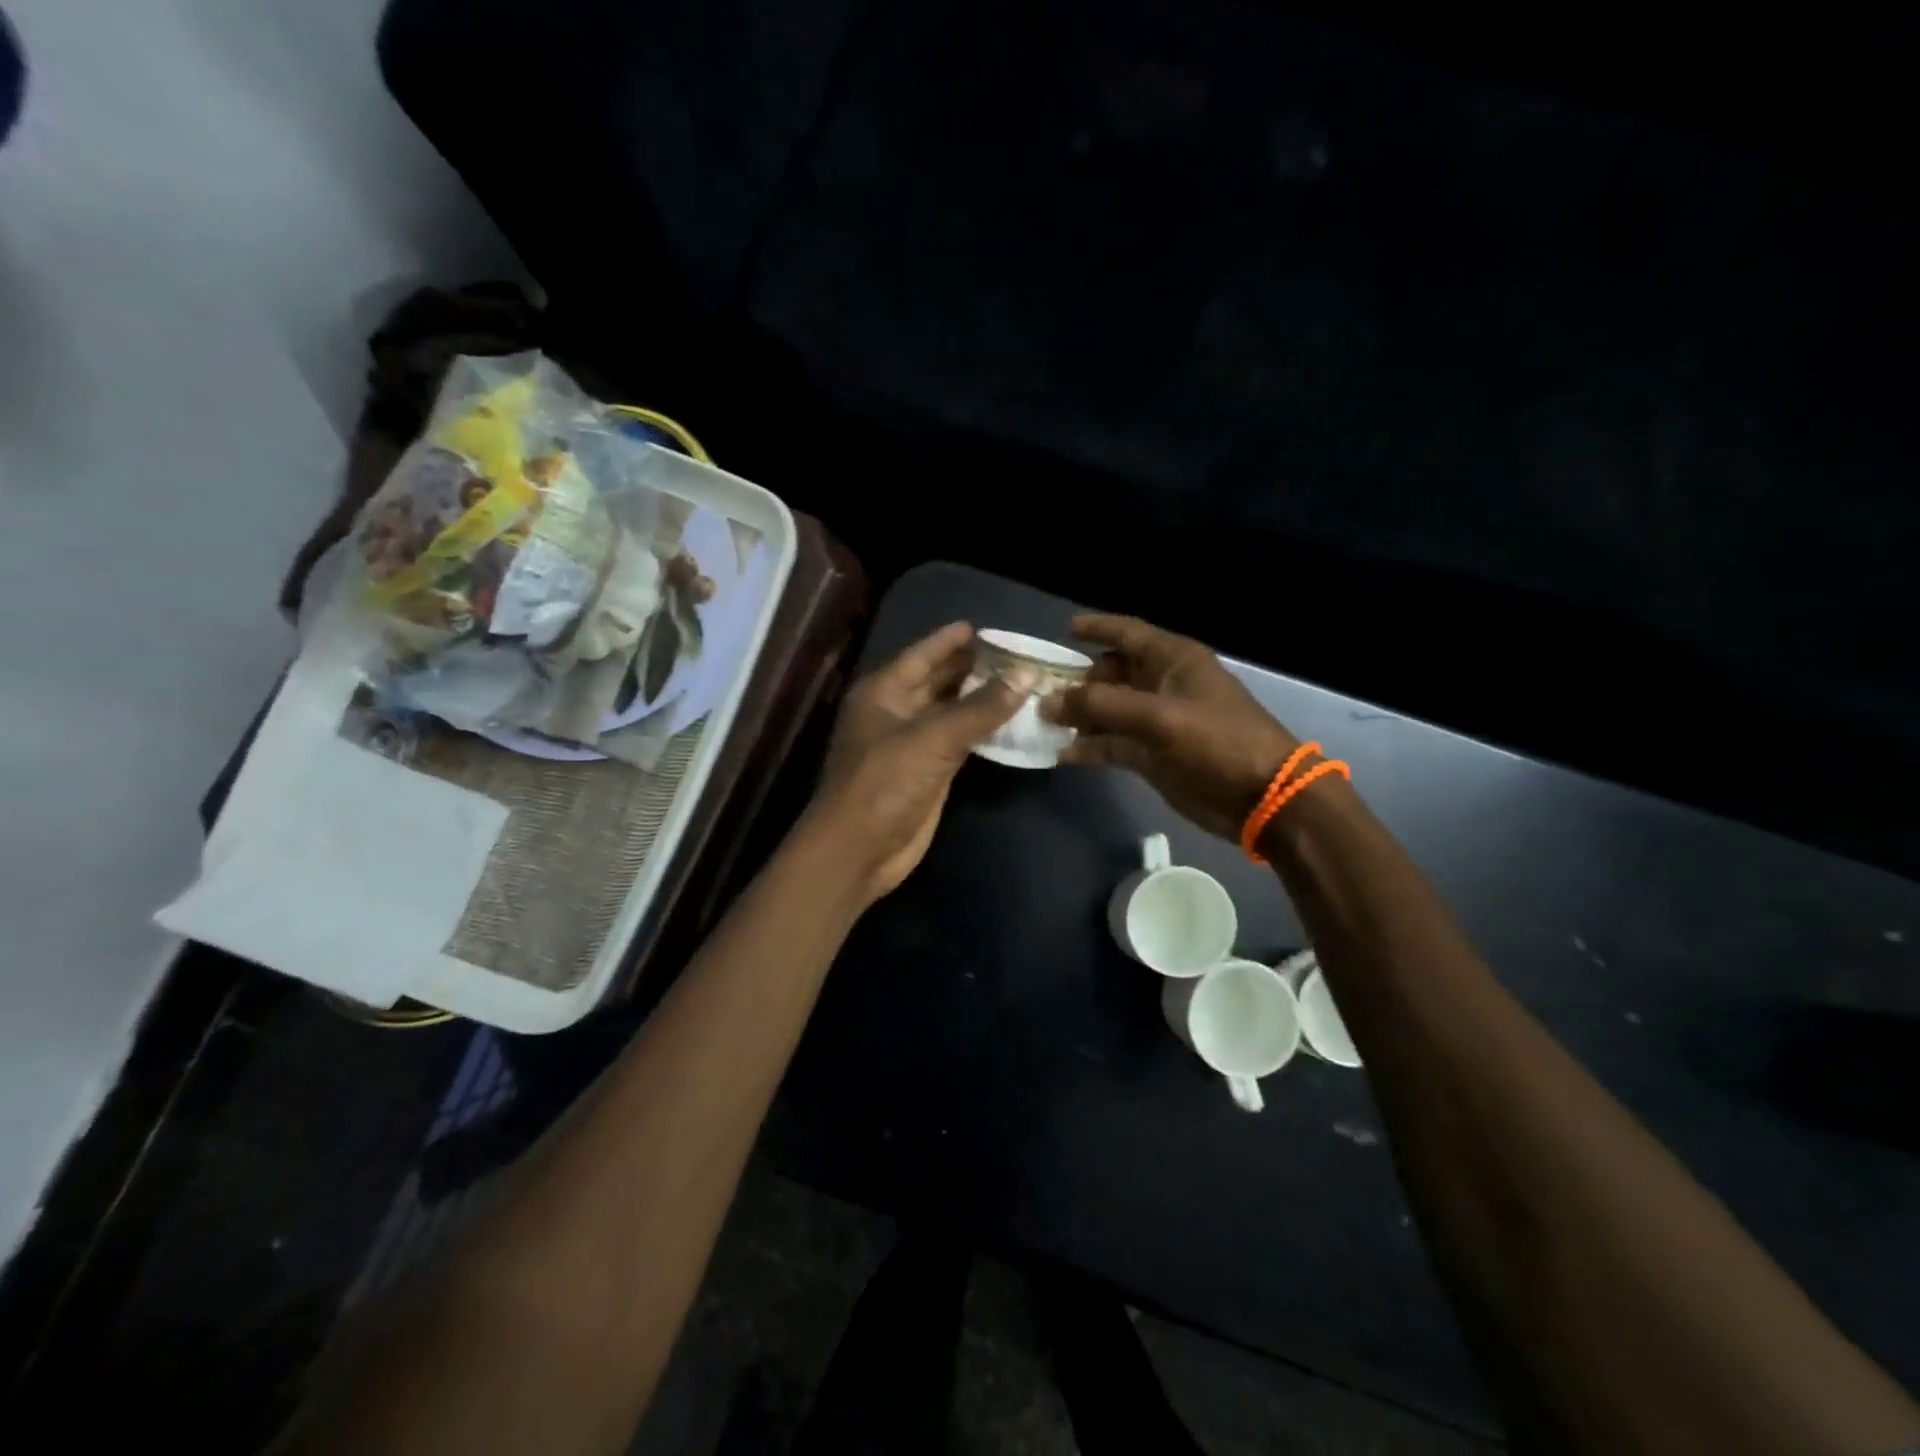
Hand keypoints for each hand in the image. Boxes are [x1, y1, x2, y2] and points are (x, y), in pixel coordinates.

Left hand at [814, 622, 1026, 899]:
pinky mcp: (929, 772)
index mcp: (884, 692)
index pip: (923, 655)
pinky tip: (1012, 721)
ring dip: (982, 699)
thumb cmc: (885, 782)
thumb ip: (981, 707)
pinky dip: (983, 731)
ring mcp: (912, 744)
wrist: (860, 849)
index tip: (985, 627)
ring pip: (952, 712)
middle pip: (939, 680)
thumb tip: (1027, 674)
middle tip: (1017, 654)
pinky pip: (960, 742)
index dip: (952, 640)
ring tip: (1023, 681)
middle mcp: (896, 712)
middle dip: (973, 667)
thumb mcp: (933, 738)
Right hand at [1046, 614, 1300, 840]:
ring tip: (1041, 722)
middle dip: (1078, 680)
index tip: (1063, 630)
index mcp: (1173, 661)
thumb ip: (1102, 706)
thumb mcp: (1159, 717)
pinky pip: (1113, 744)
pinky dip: (1090, 747)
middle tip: (1040, 691)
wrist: (1260, 796)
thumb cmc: (1217, 741)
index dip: (1098, 628)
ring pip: (1109, 711)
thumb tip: (1049, 702)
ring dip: (1079, 716)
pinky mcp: (1152, 755)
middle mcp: (1162, 685)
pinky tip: (1062, 754)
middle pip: (1112, 673)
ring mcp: (1156, 722)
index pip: (1128, 633)